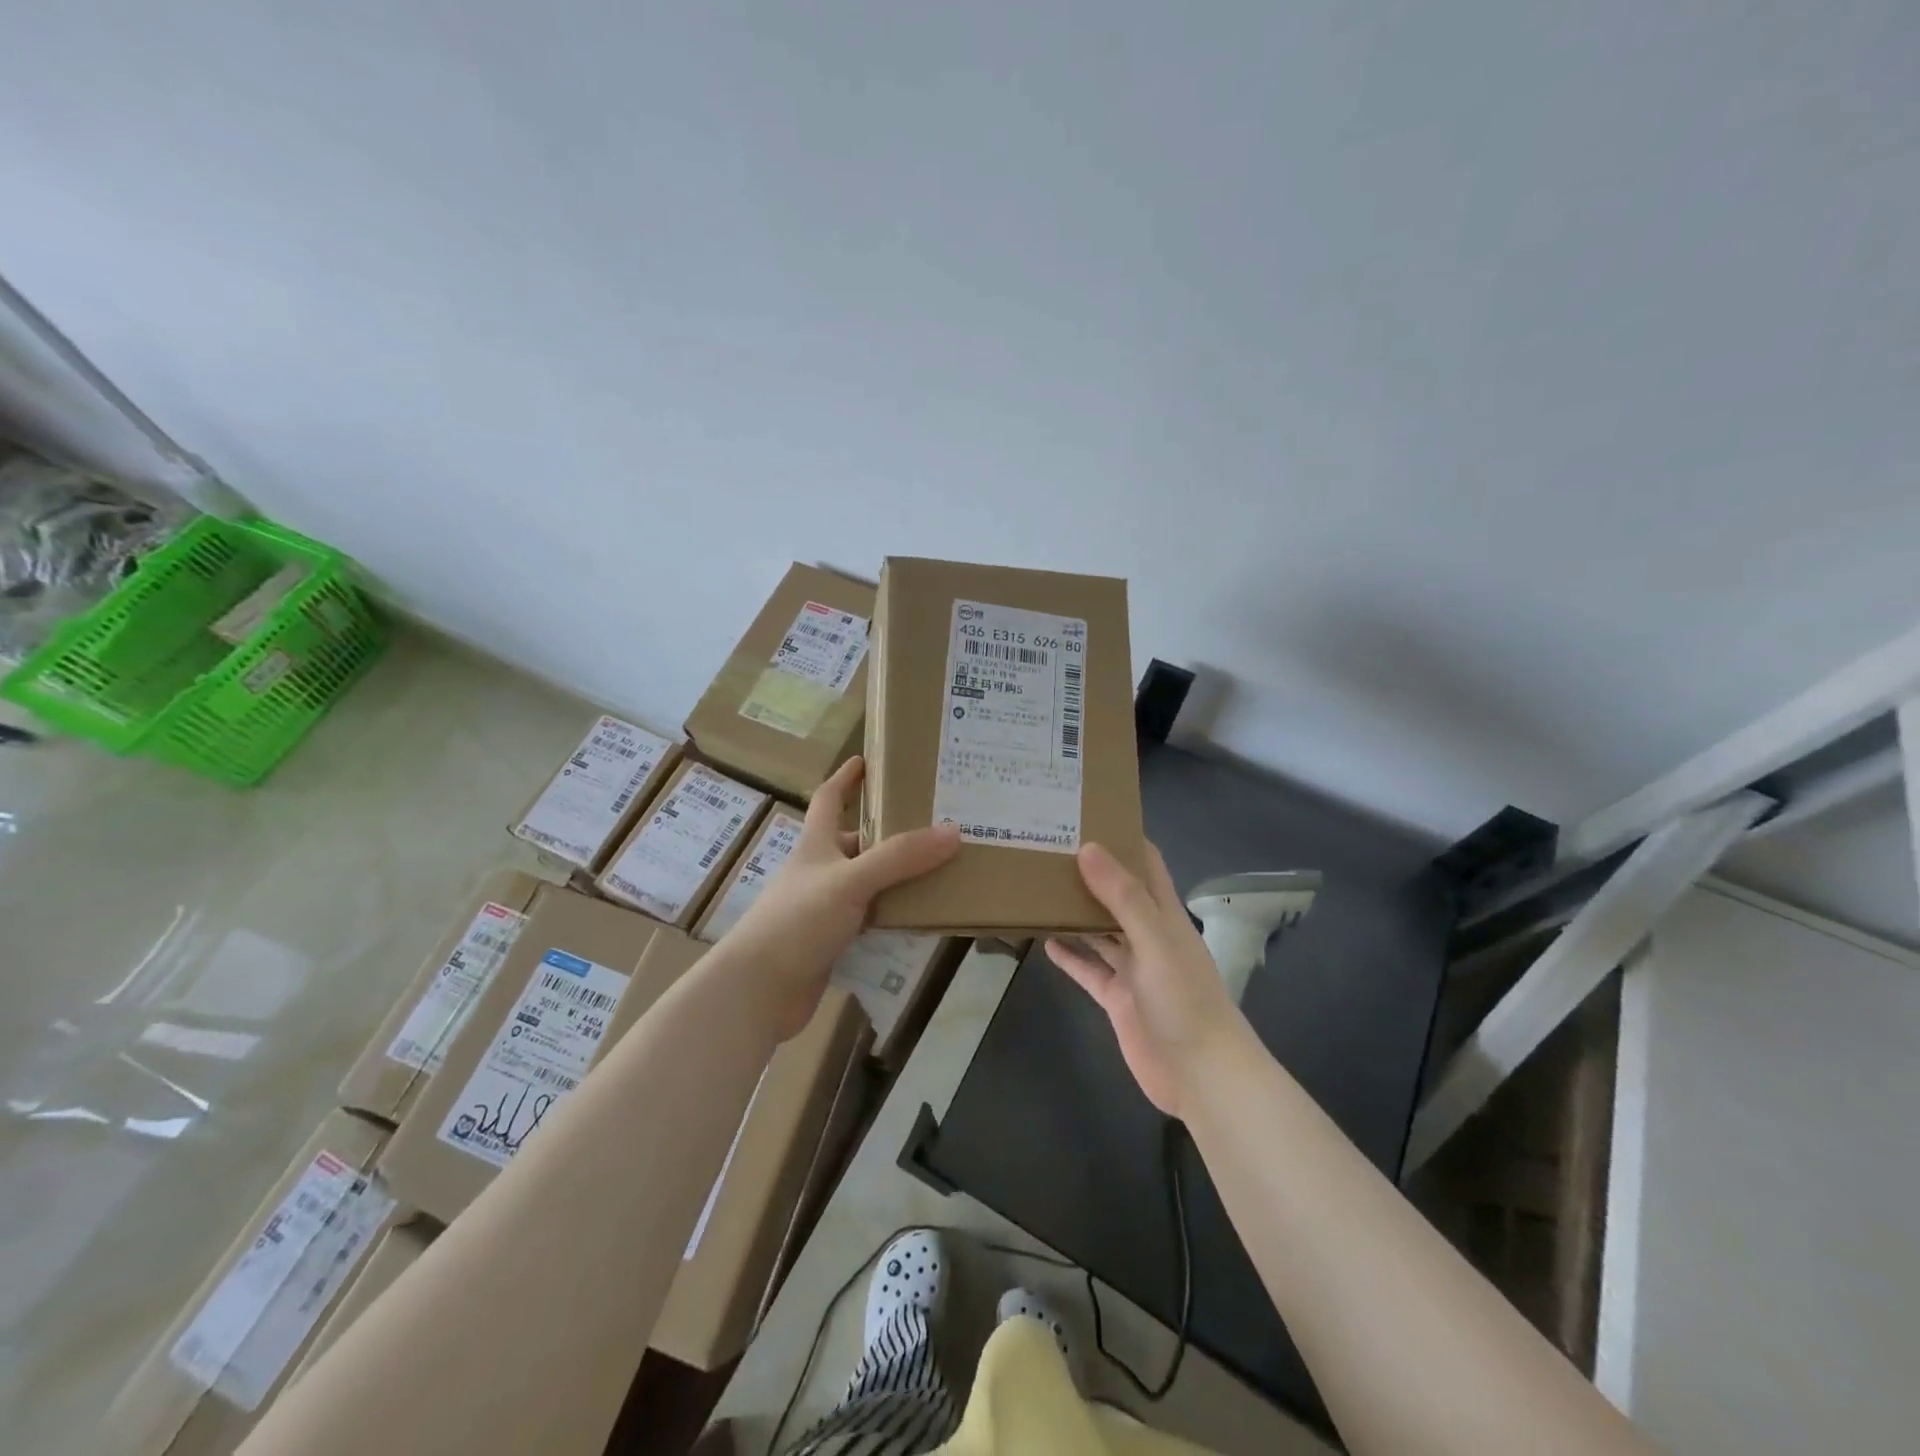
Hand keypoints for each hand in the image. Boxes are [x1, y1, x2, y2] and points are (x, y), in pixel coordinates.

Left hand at [724, 756, 959, 1037]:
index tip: (867, 760)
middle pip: (857, 842)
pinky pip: (871, 920)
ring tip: (941, 869)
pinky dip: (893, 916)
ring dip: (898, 878)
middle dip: (890, 833)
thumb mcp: (851, 880)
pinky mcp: (832, 942)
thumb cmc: (798, 920)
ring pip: (868, 884)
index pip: (828, 798)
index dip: (845, 778)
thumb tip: (953, 831)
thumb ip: (900, 857)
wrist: (759, 990)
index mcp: (815, 845)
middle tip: (934, 825)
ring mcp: (824, 908)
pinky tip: (921, 918)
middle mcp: (819, 871)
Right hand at [1046, 841, 1245, 1118]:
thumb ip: (1122, 896)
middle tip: (1048, 849)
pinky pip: (1089, 970)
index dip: (1122, 838)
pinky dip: (1070, 956)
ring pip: (1099, 931)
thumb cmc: (1184, 999)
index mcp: (1164, 914)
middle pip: (1117, 894)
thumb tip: (1088, 848)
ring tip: (1039, 888)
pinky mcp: (1117, 998)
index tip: (1086, 816)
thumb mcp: (1155, 940)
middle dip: (1089, 873)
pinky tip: (1045, 941)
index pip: (1146, 864)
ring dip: (1075, 912)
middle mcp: (1148, 935)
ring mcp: (1133, 968)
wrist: (1201, 1075)